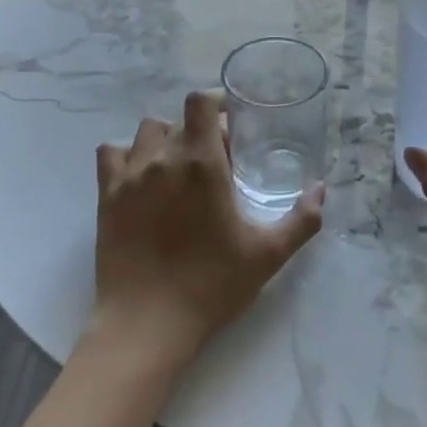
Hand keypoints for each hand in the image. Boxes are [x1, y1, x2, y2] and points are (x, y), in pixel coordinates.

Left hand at [93, 91, 324, 364]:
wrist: (147, 324)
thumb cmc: (211, 285)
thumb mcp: (268, 254)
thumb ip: (301, 219)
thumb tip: (320, 189)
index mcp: (202, 164)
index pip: (200, 102)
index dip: (217, 104)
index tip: (233, 125)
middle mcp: (163, 159)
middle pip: (178, 119)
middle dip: (200, 131)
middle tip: (217, 161)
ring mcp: (130, 177)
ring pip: (145, 132)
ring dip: (165, 140)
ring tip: (178, 167)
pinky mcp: (107, 197)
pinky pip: (111, 154)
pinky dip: (126, 156)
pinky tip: (141, 177)